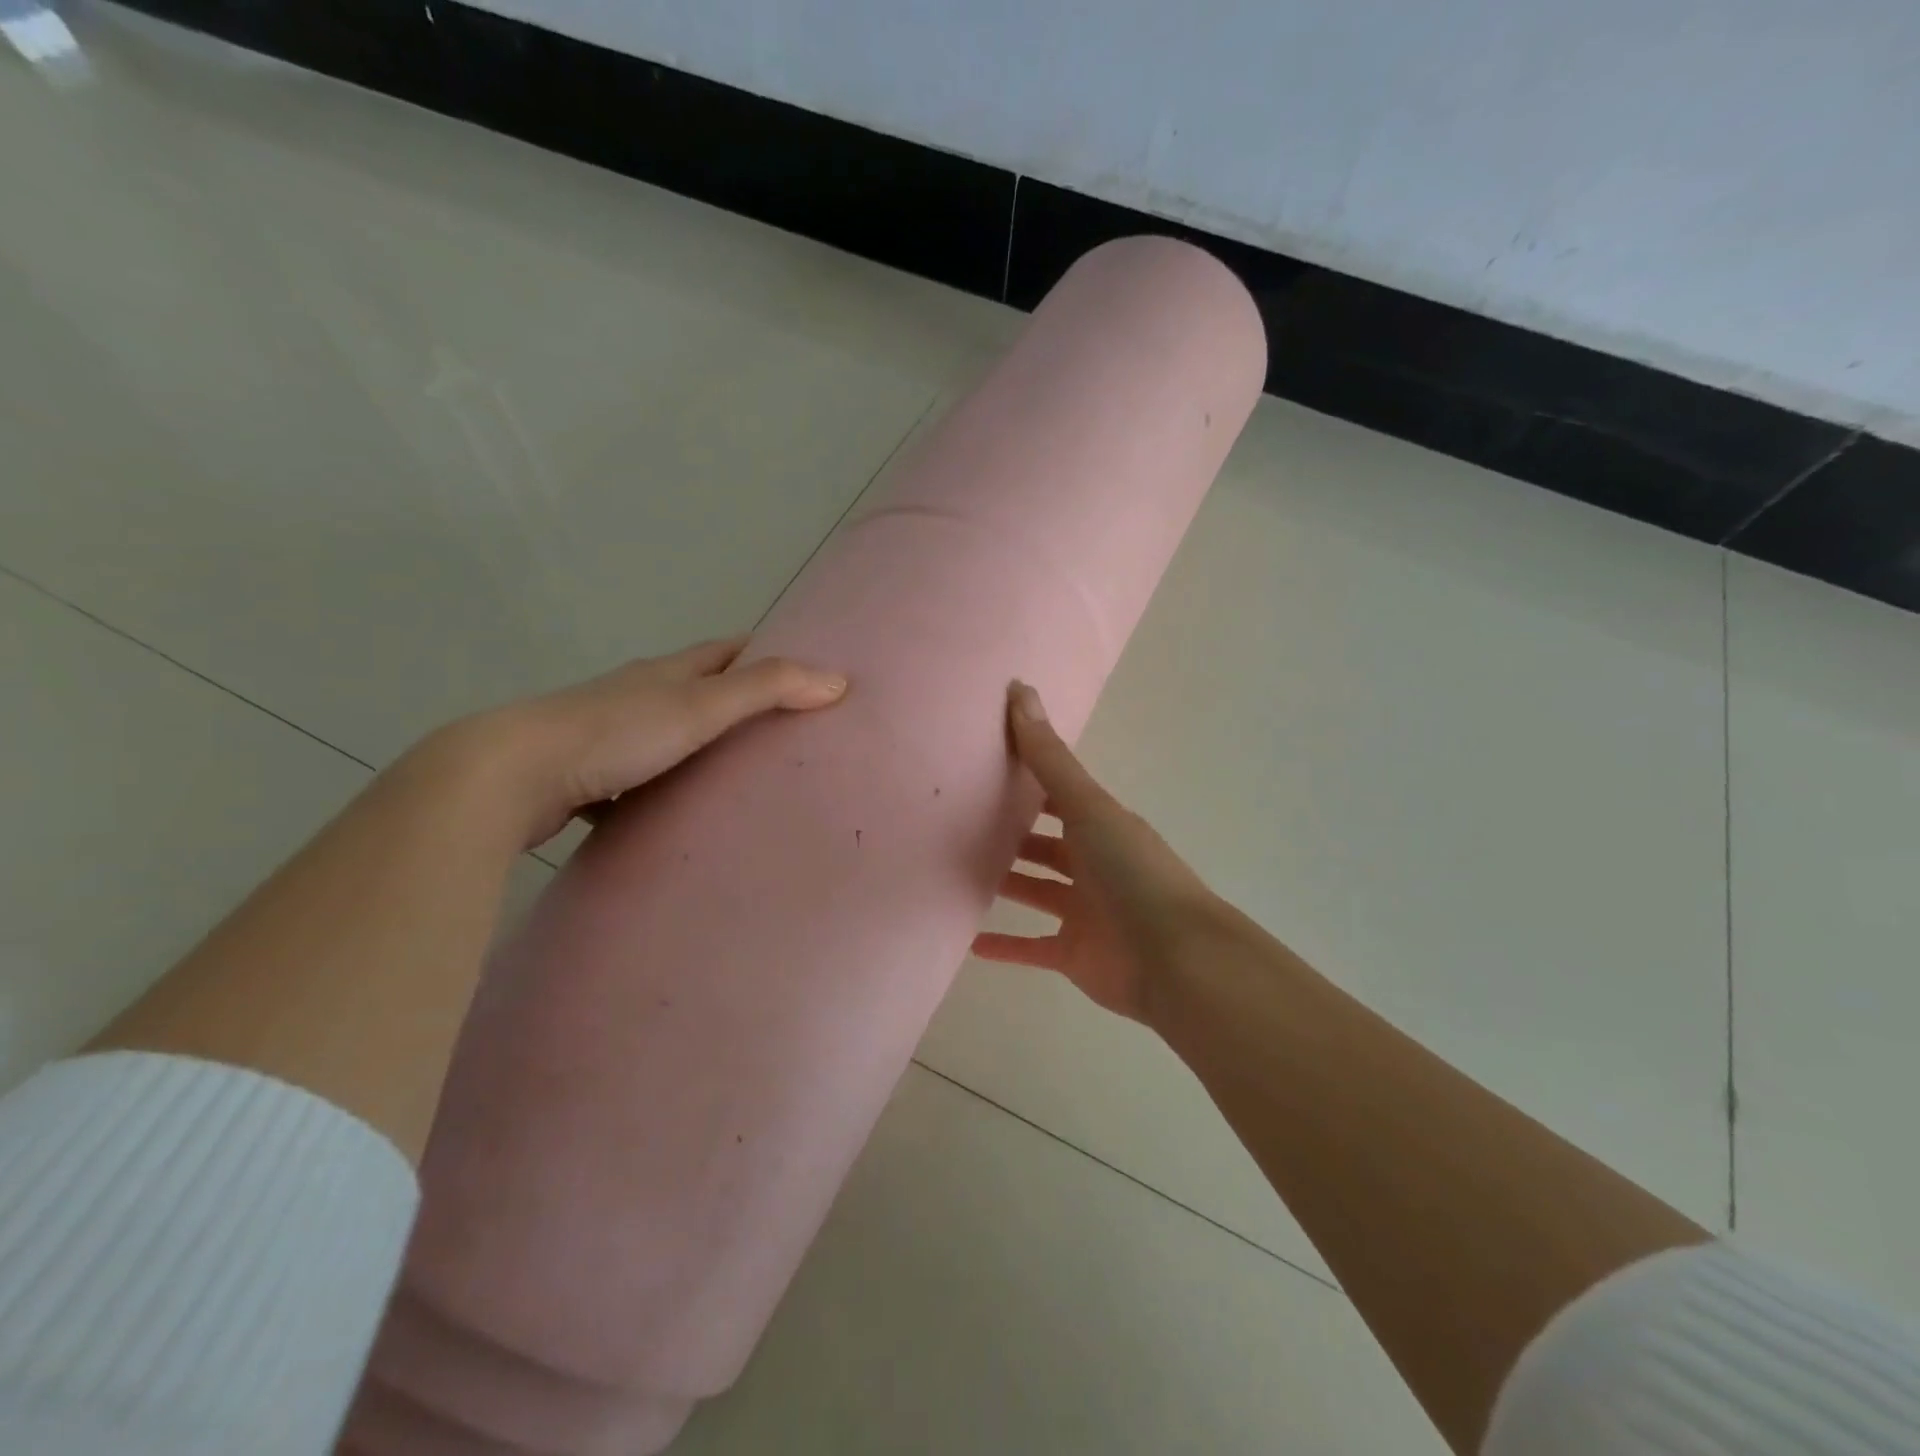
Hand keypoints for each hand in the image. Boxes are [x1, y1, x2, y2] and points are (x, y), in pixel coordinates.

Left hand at [447, 637, 846, 847]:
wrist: (512, 774)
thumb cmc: (616, 732)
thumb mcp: (701, 706)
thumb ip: (768, 690)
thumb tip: (837, 680)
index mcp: (665, 673)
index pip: (724, 650)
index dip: (761, 650)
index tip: (799, 664)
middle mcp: (636, 695)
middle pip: (694, 688)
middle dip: (733, 699)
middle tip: (779, 726)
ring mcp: (606, 736)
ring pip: (662, 735)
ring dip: (694, 745)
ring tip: (734, 774)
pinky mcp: (583, 776)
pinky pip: (630, 780)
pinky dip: (654, 789)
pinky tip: (668, 815)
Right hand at [972, 682, 1219, 1022]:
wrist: (1175, 959)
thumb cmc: (1131, 872)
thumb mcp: (1088, 807)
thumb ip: (1049, 758)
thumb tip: (1020, 688)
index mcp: (1101, 826)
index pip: (1057, 797)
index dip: (1026, 782)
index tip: (982, 769)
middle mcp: (1093, 864)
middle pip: (1045, 845)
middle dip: (1011, 835)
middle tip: (958, 824)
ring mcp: (1085, 912)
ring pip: (1036, 892)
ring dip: (1005, 885)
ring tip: (954, 873)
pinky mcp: (1074, 955)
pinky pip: (1032, 947)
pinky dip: (1005, 946)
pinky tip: (968, 941)